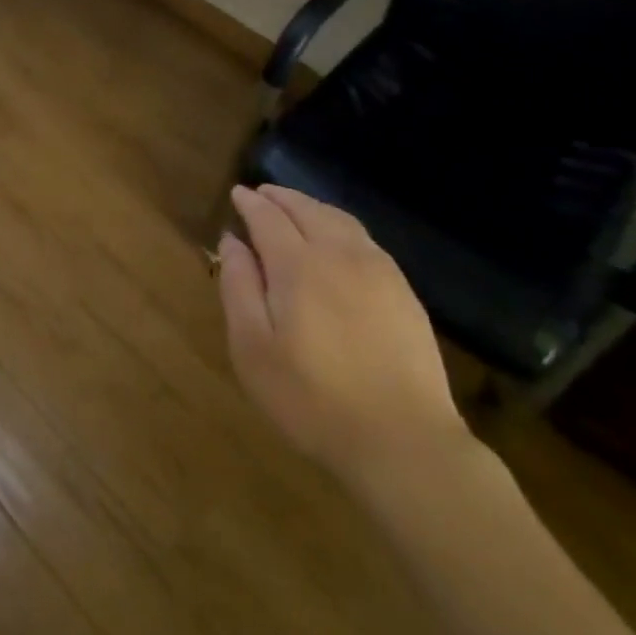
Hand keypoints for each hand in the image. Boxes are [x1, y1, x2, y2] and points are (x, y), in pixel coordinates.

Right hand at [218, 183, 469, 482]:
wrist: (403, 440)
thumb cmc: (312, 399)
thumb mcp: (253, 348)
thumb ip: (238, 286)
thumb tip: (232, 240)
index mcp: (298, 264)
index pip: (268, 217)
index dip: (250, 202)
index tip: (237, 194)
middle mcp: (339, 254)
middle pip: (306, 209)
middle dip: (281, 197)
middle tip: (262, 193)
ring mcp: (378, 270)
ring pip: (339, 219)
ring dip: (312, 206)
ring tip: (295, 208)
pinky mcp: (403, 291)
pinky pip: (364, 239)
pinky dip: (340, 225)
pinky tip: (337, 240)